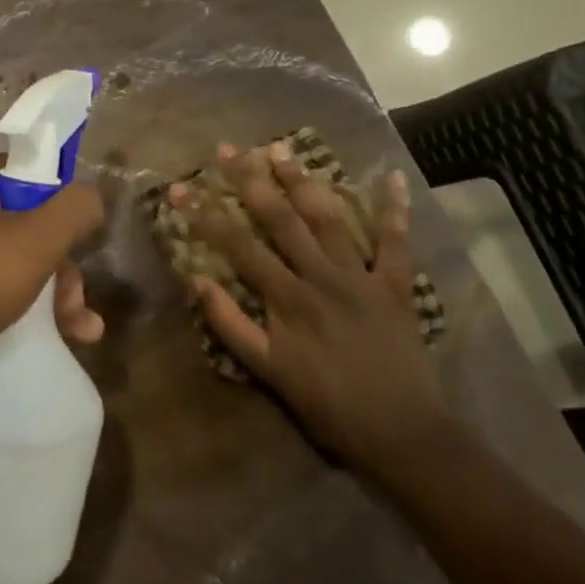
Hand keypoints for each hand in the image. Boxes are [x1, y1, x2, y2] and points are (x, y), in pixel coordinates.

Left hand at [0, 154, 105, 365]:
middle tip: (77, 302)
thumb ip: (74, 209)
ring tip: (76, 329)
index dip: (60, 206)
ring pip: (4, 254)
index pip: (29, 173)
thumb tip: (91, 195)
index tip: (78, 243)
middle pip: (21, 220)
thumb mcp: (37, 240)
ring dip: (45, 289)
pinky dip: (11, 299)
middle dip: (58, 263)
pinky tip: (43, 333)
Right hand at [182, 142, 452, 476]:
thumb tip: (197, 280)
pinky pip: (397, 242)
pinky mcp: (396, 285)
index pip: (239, 245)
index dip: (207, 214)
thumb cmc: (329, 405)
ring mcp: (361, 276)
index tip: (182, 186)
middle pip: (280, 219)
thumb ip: (231, 326)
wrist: (402, 435)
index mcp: (288, 297)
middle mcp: (321, 276)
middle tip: (229, 149)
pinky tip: (394, 176)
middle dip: (250, 181)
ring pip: (327, 218)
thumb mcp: (269, 373)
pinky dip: (395, 210)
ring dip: (303, 181)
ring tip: (281, 148)